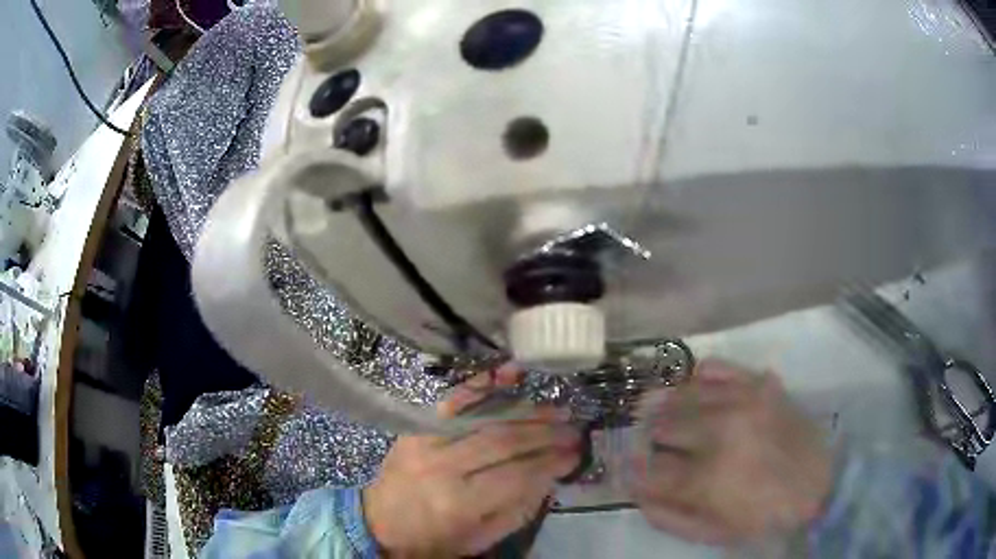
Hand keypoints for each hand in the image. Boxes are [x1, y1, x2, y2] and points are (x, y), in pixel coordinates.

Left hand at [363, 368, 580, 556]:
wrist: (379, 525)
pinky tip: (504, 375)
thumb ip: (519, 508)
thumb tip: (551, 473)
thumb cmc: (434, 540)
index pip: (516, 475)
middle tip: (573, 429)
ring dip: (523, 411)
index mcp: (459, 503)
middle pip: (503, 441)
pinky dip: (479, 386)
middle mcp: (442, 468)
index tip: (575, 455)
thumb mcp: (480, 538)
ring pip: (482, 419)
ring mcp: (424, 443)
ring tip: (555, 409)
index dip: (551, 462)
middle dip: (544, 433)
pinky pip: (450, 403)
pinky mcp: (414, 430)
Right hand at [630, 360, 832, 544]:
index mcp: (708, 477)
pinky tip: (692, 391)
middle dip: (646, 439)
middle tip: (647, 446)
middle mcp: (721, 432)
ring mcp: (742, 401)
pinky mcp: (759, 385)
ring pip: (682, 393)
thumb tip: (636, 490)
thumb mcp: (711, 533)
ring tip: (660, 416)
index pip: (648, 469)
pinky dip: (695, 378)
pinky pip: (715, 367)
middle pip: (661, 425)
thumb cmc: (763, 520)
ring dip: (664, 407)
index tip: (628, 471)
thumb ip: (667, 516)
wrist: (820, 488)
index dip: (632, 472)